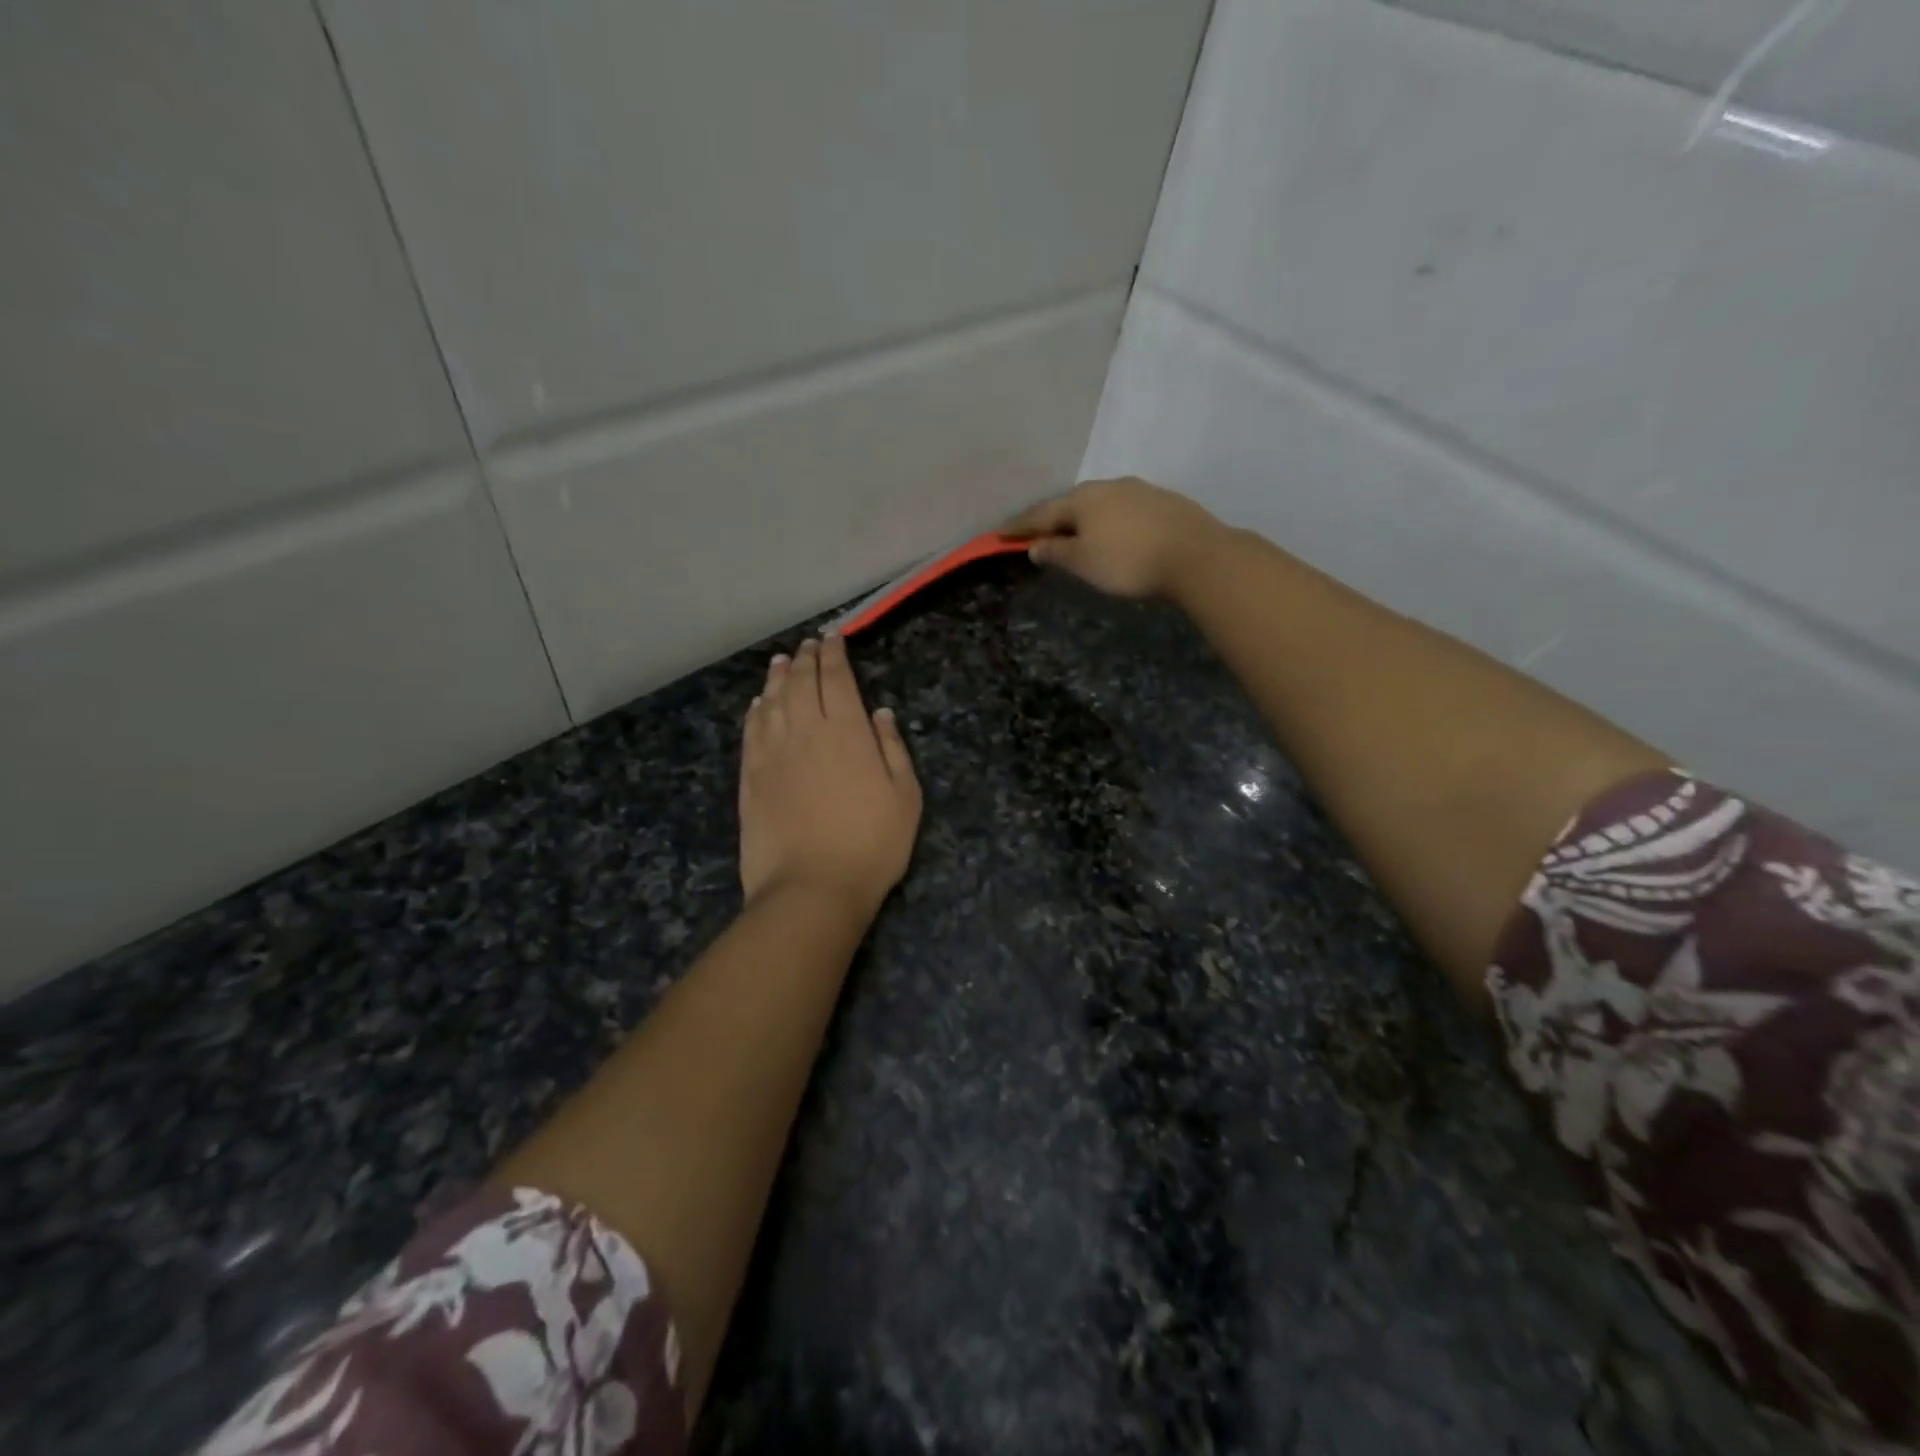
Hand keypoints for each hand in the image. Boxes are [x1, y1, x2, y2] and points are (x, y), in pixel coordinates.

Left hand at [739, 635, 921, 917]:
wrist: (810, 888)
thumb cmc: (870, 845)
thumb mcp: (905, 797)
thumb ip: (893, 748)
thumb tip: (881, 713)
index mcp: (846, 731)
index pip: (836, 679)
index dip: (834, 654)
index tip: (833, 638)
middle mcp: (805, 731)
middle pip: (800, 683)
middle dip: (806, 659)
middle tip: (808, 645)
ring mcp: (773, 753)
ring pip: (772, 701)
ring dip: (777, 677)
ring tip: (781, 661)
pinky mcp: (750, 777)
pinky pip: (751, 731)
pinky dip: (756, 711)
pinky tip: (758, 704)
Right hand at [1003, 477, 1225, 598]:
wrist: (1196, 555)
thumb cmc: (1129, 561)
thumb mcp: (1084, 562)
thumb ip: (1057, 552)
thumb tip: (1036, 545)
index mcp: (1082, 499)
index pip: (1042, 513)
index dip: (1021, 526)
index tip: (1000, 533)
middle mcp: (1108, 486)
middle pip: (1072, 503)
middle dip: (1054, 518)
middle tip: (1040, 533)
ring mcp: (1139, 490)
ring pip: (1101, 503)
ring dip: (1084, 519)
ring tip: (1077, 534)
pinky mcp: (1163, 501)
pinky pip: (1124, 509)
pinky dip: (1110, 521)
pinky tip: (1115, 533)